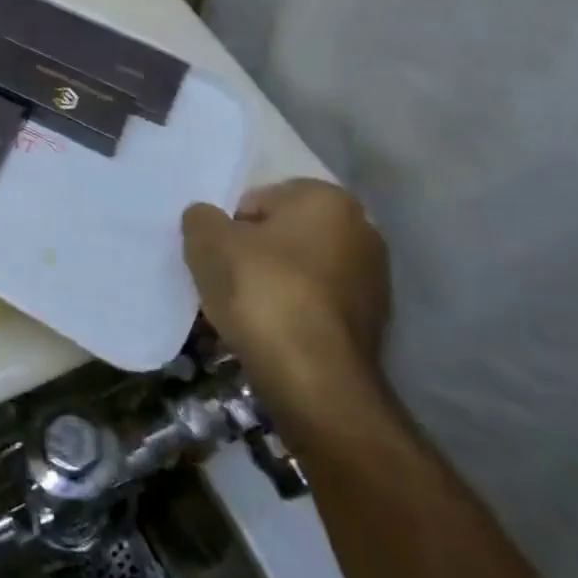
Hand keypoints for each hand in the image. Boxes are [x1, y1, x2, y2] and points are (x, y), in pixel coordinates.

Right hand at [182, 179, 389, 426]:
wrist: (315, 379)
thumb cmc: (262, 290)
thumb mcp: (207, 241)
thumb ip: (201, 218)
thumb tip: (207, 220)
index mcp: (326, 198)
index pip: (258, 200)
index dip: (230, 227)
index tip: (218, 257)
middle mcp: (361, 230)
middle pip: (284, 234)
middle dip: (255, 254)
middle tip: (226, 281)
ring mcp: (374, 279)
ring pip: (301, 271)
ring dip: (274, 285)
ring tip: (245, 313)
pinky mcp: (376, 325)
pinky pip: (317, 305)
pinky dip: (294, 313)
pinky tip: (271, 334)